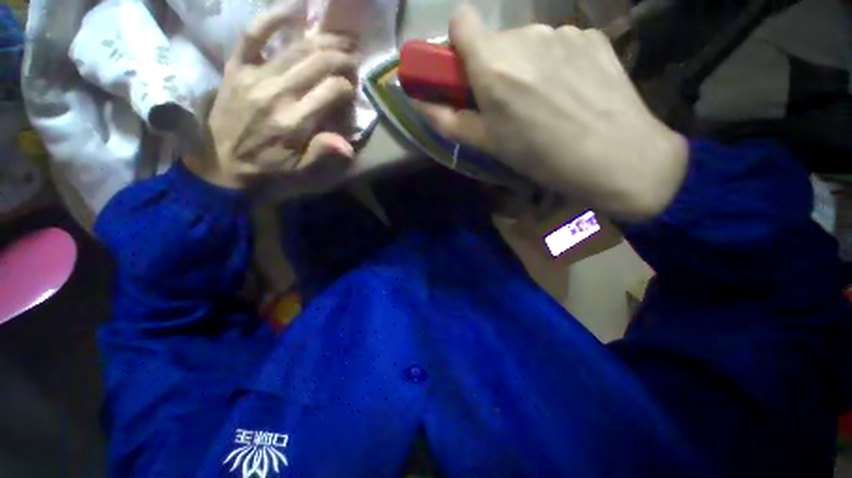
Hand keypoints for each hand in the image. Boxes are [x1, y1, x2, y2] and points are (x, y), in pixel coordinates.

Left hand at [184, 9, 358, 191]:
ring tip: (341, 36)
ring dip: (323, 38)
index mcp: (294, 121)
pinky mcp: (237, 67)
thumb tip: (349, 146)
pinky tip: (296, 7)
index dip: (348, 87)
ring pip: (295, 47)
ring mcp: (254, 75)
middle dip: (342, 57)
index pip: (332, 91)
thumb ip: (322, 152)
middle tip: (355, 57)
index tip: (352, 91)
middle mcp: (277, 92)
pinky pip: (253, 34)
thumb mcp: (299, 168)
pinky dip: (273, 16)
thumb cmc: (265, 166)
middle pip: (317, 62)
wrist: (220, 162)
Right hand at [418, 5, 687, 220]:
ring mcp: (562, 32)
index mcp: (493, 65)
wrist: (614, 155)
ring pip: (528, 43)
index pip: (460, 21)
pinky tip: (570, 93)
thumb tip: (419, 101)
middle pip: (495, 40)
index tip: (465, 72)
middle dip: (493, 67)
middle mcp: (525, 36)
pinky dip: (556, 64)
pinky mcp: (591, 36)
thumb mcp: (487, 144)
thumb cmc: (539, 156)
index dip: (457, 43)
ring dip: (525, 67)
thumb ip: (448, 120)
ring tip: (543, 102)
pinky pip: (559, 45)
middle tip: (508, 104)